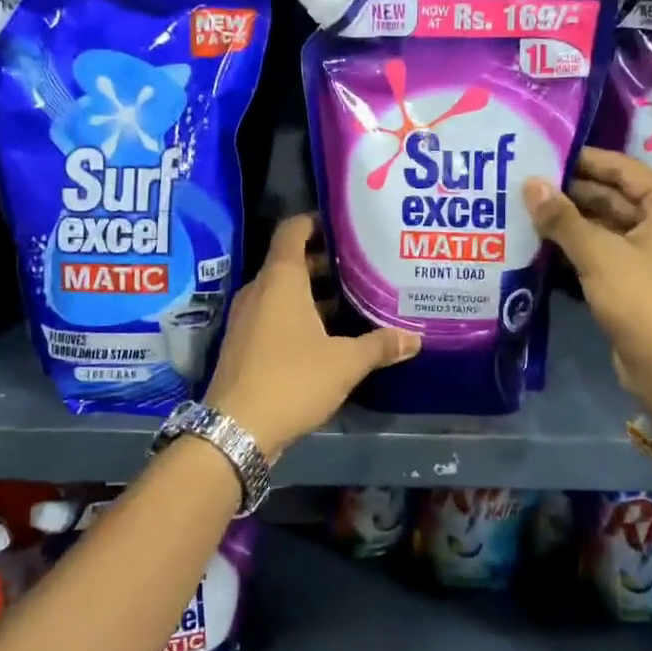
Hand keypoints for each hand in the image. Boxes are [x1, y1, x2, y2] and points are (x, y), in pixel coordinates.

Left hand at [204, 214, 420, 460]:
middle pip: (291, 260)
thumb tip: (415, 338)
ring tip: (353, 297)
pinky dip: (300, 313)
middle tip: (363, 263)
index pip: (293, 230)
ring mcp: (248, 317)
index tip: (346, 224)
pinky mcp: (245, 342)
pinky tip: (329, 333)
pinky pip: (275, 313)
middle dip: (325, 260)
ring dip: (314, 291)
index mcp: (281, 279)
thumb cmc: (292, 380)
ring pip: (284, 290)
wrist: (236, 429)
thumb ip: (380, 345)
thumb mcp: (345, 363)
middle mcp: (260, 290)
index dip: (316, 220)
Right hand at [524, 148, 651, 431]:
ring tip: (522, 206)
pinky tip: (538, 240)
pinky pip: (602, 249)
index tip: (539, 152)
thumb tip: (529, 183)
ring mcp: (651, 251)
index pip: (619, 168)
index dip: (580, 159)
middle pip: (610, 195)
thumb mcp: (598, 254)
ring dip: (568, 219)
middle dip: (569, 191)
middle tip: (522, 181)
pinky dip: (575, 245)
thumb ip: (562, 218)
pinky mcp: (636, 277)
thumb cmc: (642, 300)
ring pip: (603, 224)